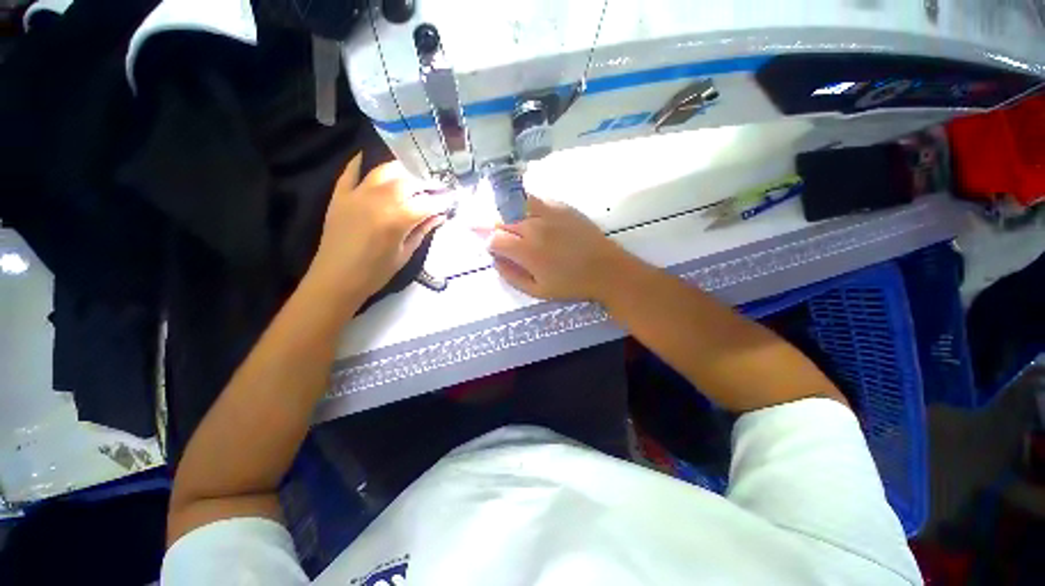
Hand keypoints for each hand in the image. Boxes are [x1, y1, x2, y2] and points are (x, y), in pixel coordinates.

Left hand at [310, 156, 448, 301]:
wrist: (336, 279)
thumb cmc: (376, 272)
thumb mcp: (405, 254)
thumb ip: (422, 231)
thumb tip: (439, 216)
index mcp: (398, 219)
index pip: (427, 203)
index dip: (442, 201)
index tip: (452, 199)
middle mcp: (379, 201)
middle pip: (408, 181)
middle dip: (425, 182)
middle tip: (435, 188)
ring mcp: (357, 195)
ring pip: (384, 171)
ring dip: (401, 170)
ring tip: (411, 175)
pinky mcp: (340, 196)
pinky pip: (350, 172)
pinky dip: (359, 163)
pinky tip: (368, 158)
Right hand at [487, 196, 629, 301]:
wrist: (606, 269)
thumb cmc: (571, 284)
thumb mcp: (537, 291)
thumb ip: (511, 276)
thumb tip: (495, 261)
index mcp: (526, 250)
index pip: (494, 239)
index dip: (490, 245)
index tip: (496, 252)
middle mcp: (533, 226)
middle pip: (502, 220)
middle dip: (497, 230)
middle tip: (505, 241)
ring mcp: (548, 212)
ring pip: (515, 207)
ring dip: (509, 216)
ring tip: (516, 227)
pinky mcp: (561, 206)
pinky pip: (535, 201)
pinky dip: (526, 208)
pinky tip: (534, 219)